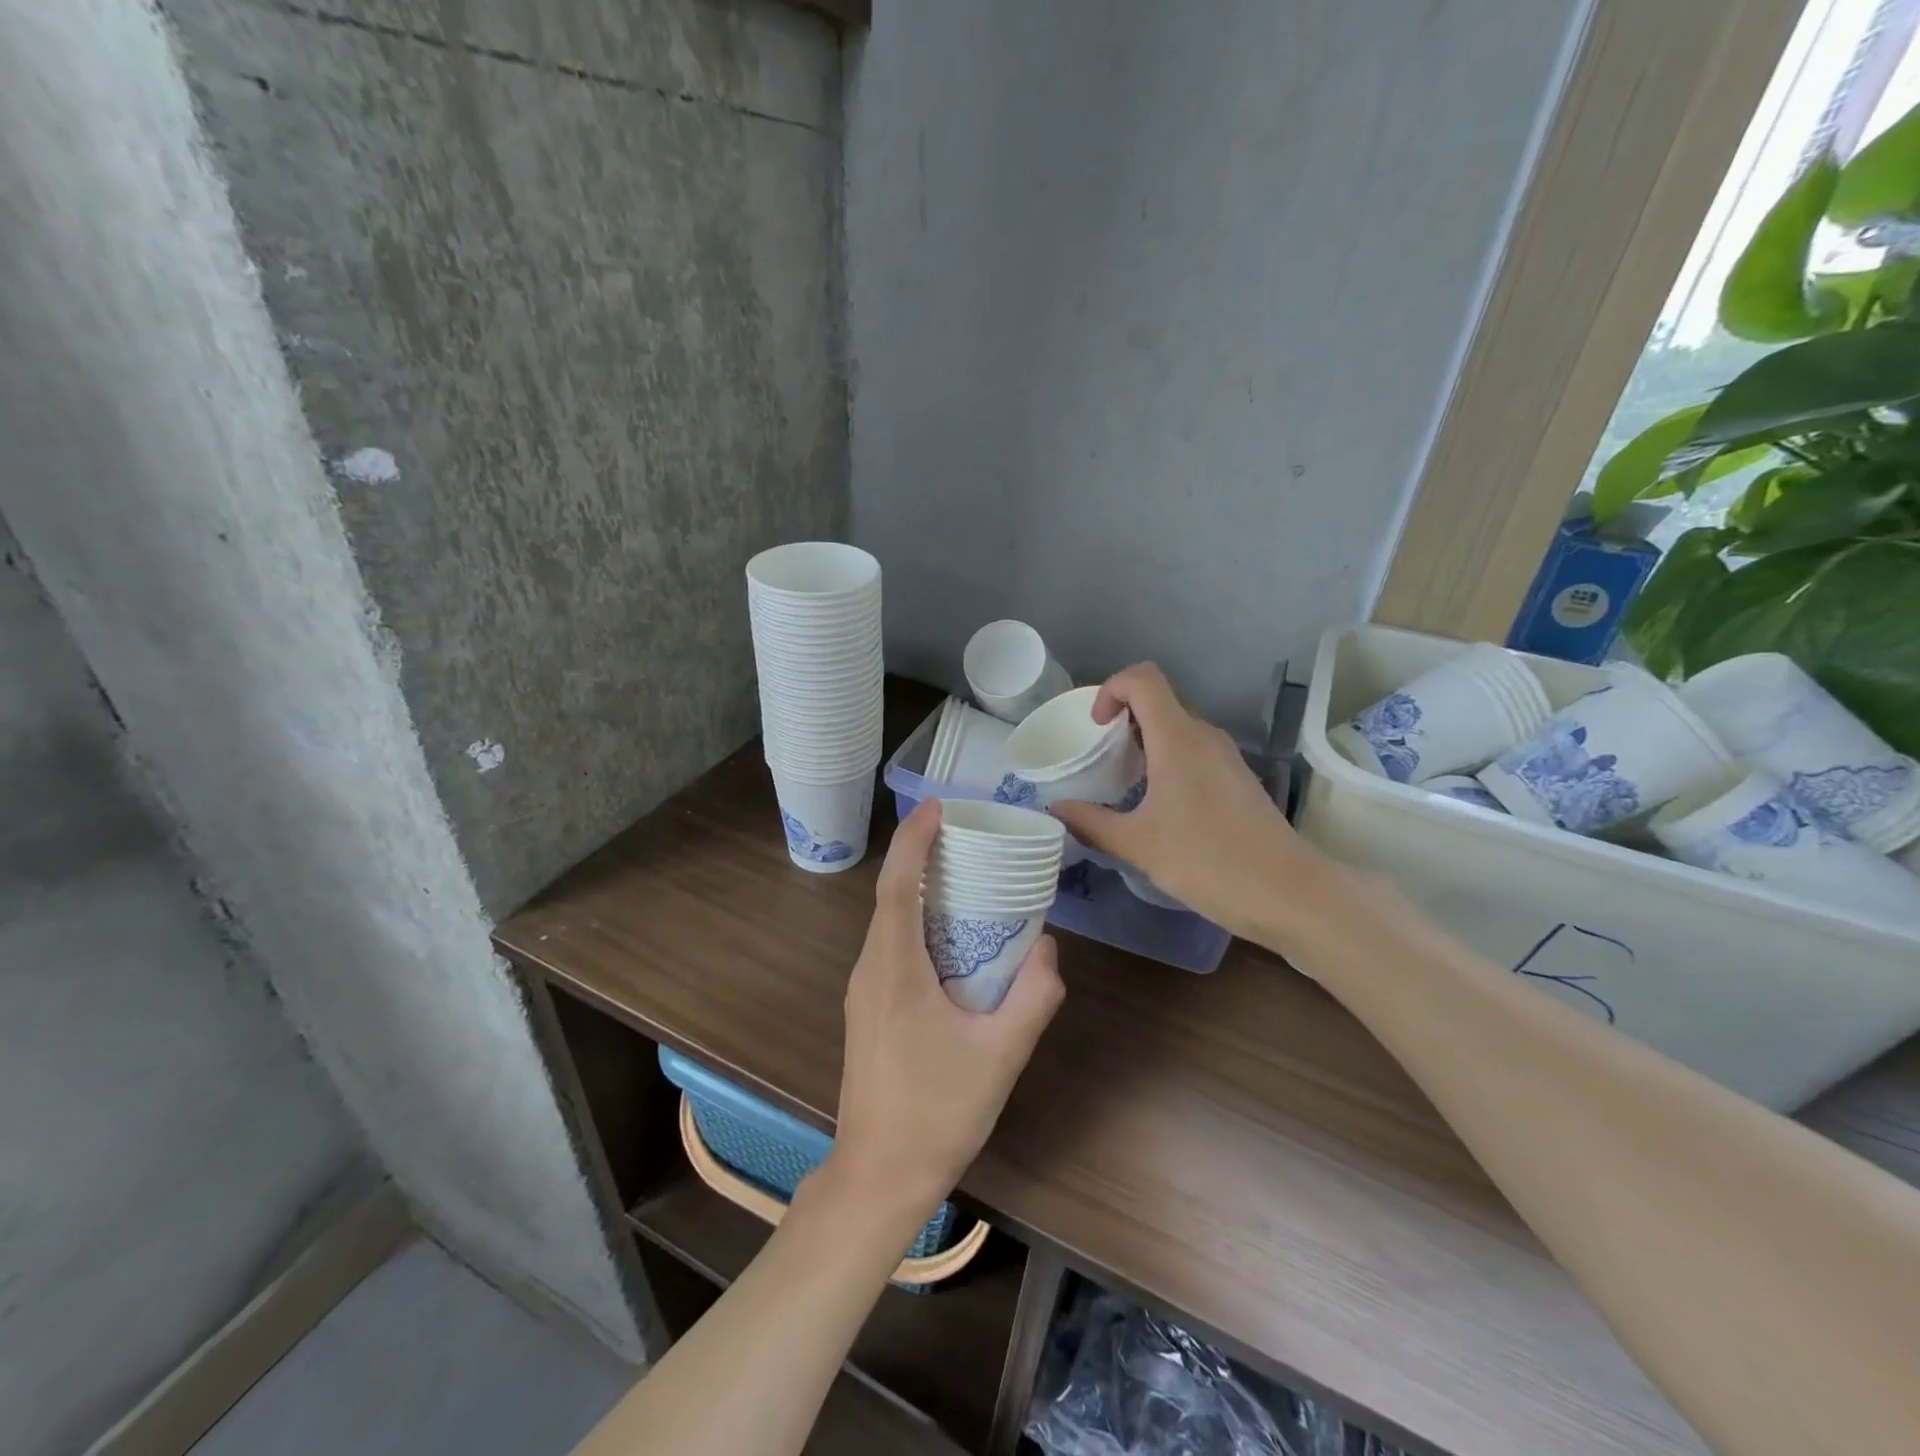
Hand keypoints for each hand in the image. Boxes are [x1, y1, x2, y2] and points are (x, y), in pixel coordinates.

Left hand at [831, 801, 1064, 1218]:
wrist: (879, 1176)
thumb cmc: (938, 1111)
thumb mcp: (1002, 1053)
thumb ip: (1034, 996)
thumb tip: (1048, 948)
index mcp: (894, 967)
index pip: (897, 884)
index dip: (913, 840)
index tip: (936, 806)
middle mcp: (870, 969)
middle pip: (889, 895)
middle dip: (920, 856)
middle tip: (965, 835)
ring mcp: (864, 990)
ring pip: (888, 922)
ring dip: (918, 890)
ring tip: (963, 875)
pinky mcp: (868, 1010)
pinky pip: (890, 947)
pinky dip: (915, 922)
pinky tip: (951, 937)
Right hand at [1050, 663, 1317, 942]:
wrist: (1286, 892)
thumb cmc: (1207, 860)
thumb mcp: (1137, 844)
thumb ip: (1091, 822)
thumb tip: (1056, 809)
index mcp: (1178, 738)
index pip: (1143, 678)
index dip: (1111, 689)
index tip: (1095, 727)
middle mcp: (1204, 736)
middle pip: (1160, 699)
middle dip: (1124, 717)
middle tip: (1102, 755)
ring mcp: (1226, 756)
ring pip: (1179, 726)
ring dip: (1147, 740)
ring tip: (1125, 780)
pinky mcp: (1238, 778)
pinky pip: (1195, 750)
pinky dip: (1169, 759)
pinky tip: (1160, 802)